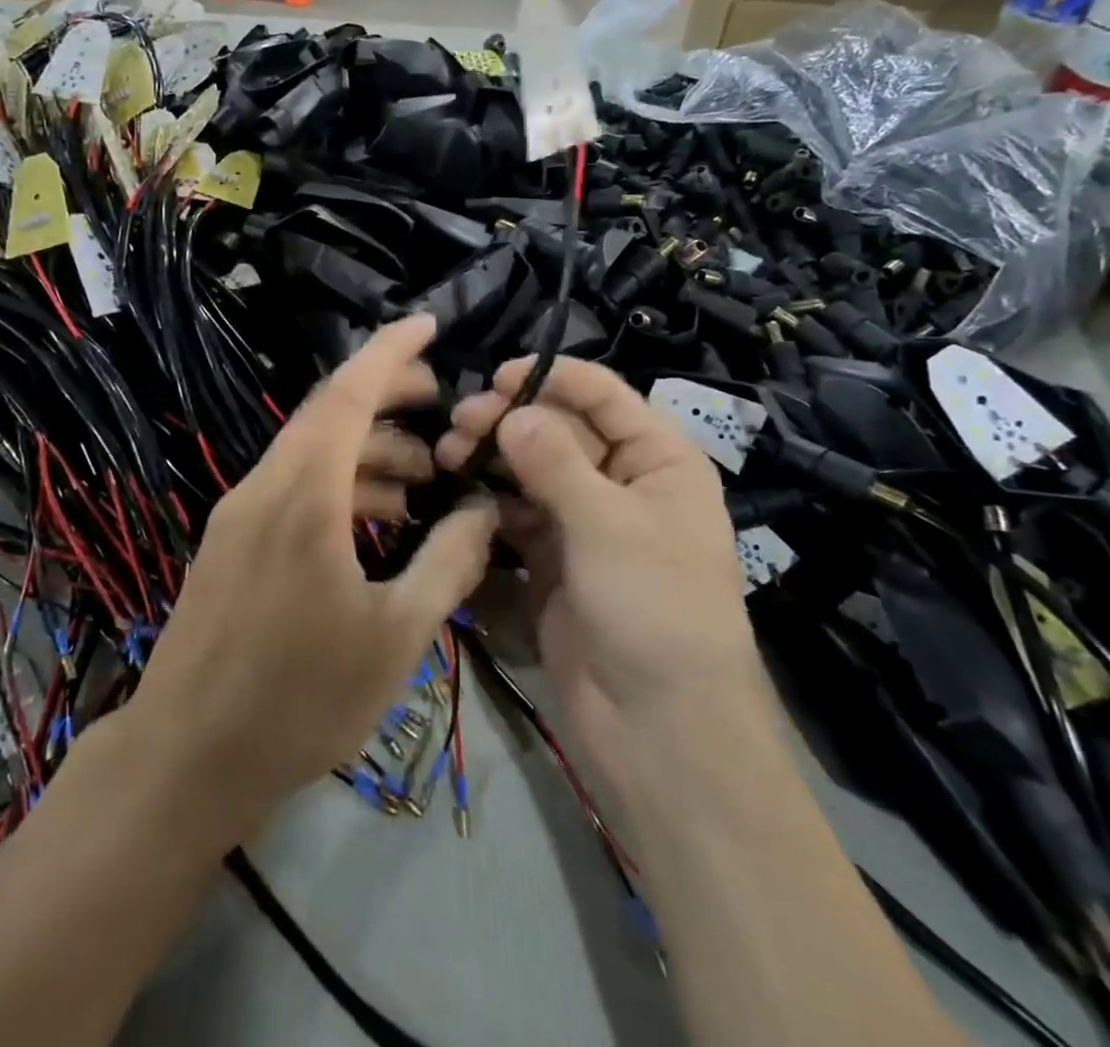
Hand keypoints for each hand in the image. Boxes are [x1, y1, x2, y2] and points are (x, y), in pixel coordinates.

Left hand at [129, 314, 497, 832]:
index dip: (390, 351)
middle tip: (443, 405)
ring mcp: (242, 513)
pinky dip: (342, 486)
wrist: (186, 757)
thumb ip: (448, 563)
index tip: (429, 324)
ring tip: (426, 479)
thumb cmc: (299, 698)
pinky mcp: (234, 542)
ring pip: (315, 453)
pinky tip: (379, 522)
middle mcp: (265, 486)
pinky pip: (296, 488)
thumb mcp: (395, 635)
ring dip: (370, 452)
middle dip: (389, 397)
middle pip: (331, 413)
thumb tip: (484, 511)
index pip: (349, 392)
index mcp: (303, 493)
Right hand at [435, 358, 753, 792]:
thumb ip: (555, 461)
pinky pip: (519, 518)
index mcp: (658, 460)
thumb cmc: (655, 608)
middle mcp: (623, 484)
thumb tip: (511, 413)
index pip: (603, 396)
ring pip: (534, 473)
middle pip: (561, 431)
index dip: (552, 378)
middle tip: (458, 424)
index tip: (495, 378)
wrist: (661, 732)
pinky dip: (492, 504)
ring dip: (494, 460)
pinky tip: (460, 494)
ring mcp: (586, 526)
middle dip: (511, 421)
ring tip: (448, 454)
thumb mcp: (609, 524)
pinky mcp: (555, 564)